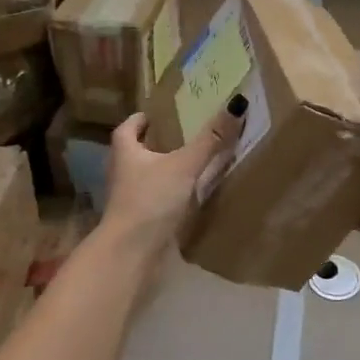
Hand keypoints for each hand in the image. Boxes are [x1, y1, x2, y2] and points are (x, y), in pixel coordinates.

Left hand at [100, 100, 246, 262]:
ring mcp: (130, 200)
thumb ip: (210, 139)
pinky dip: (171, 195)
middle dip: (158, 143)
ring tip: (194, 163)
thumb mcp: (184, 165)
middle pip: (138, 151)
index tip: (160, 115)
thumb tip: (237, 103)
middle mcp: (123, 173)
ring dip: (166, 170)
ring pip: (148, 177)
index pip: (128, 127)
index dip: (142, 119)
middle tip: (185, 134)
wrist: (131, 255)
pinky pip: (157, 200)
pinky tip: (192, 196)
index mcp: (125, 152)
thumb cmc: (150, 200)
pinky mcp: (141, 222)